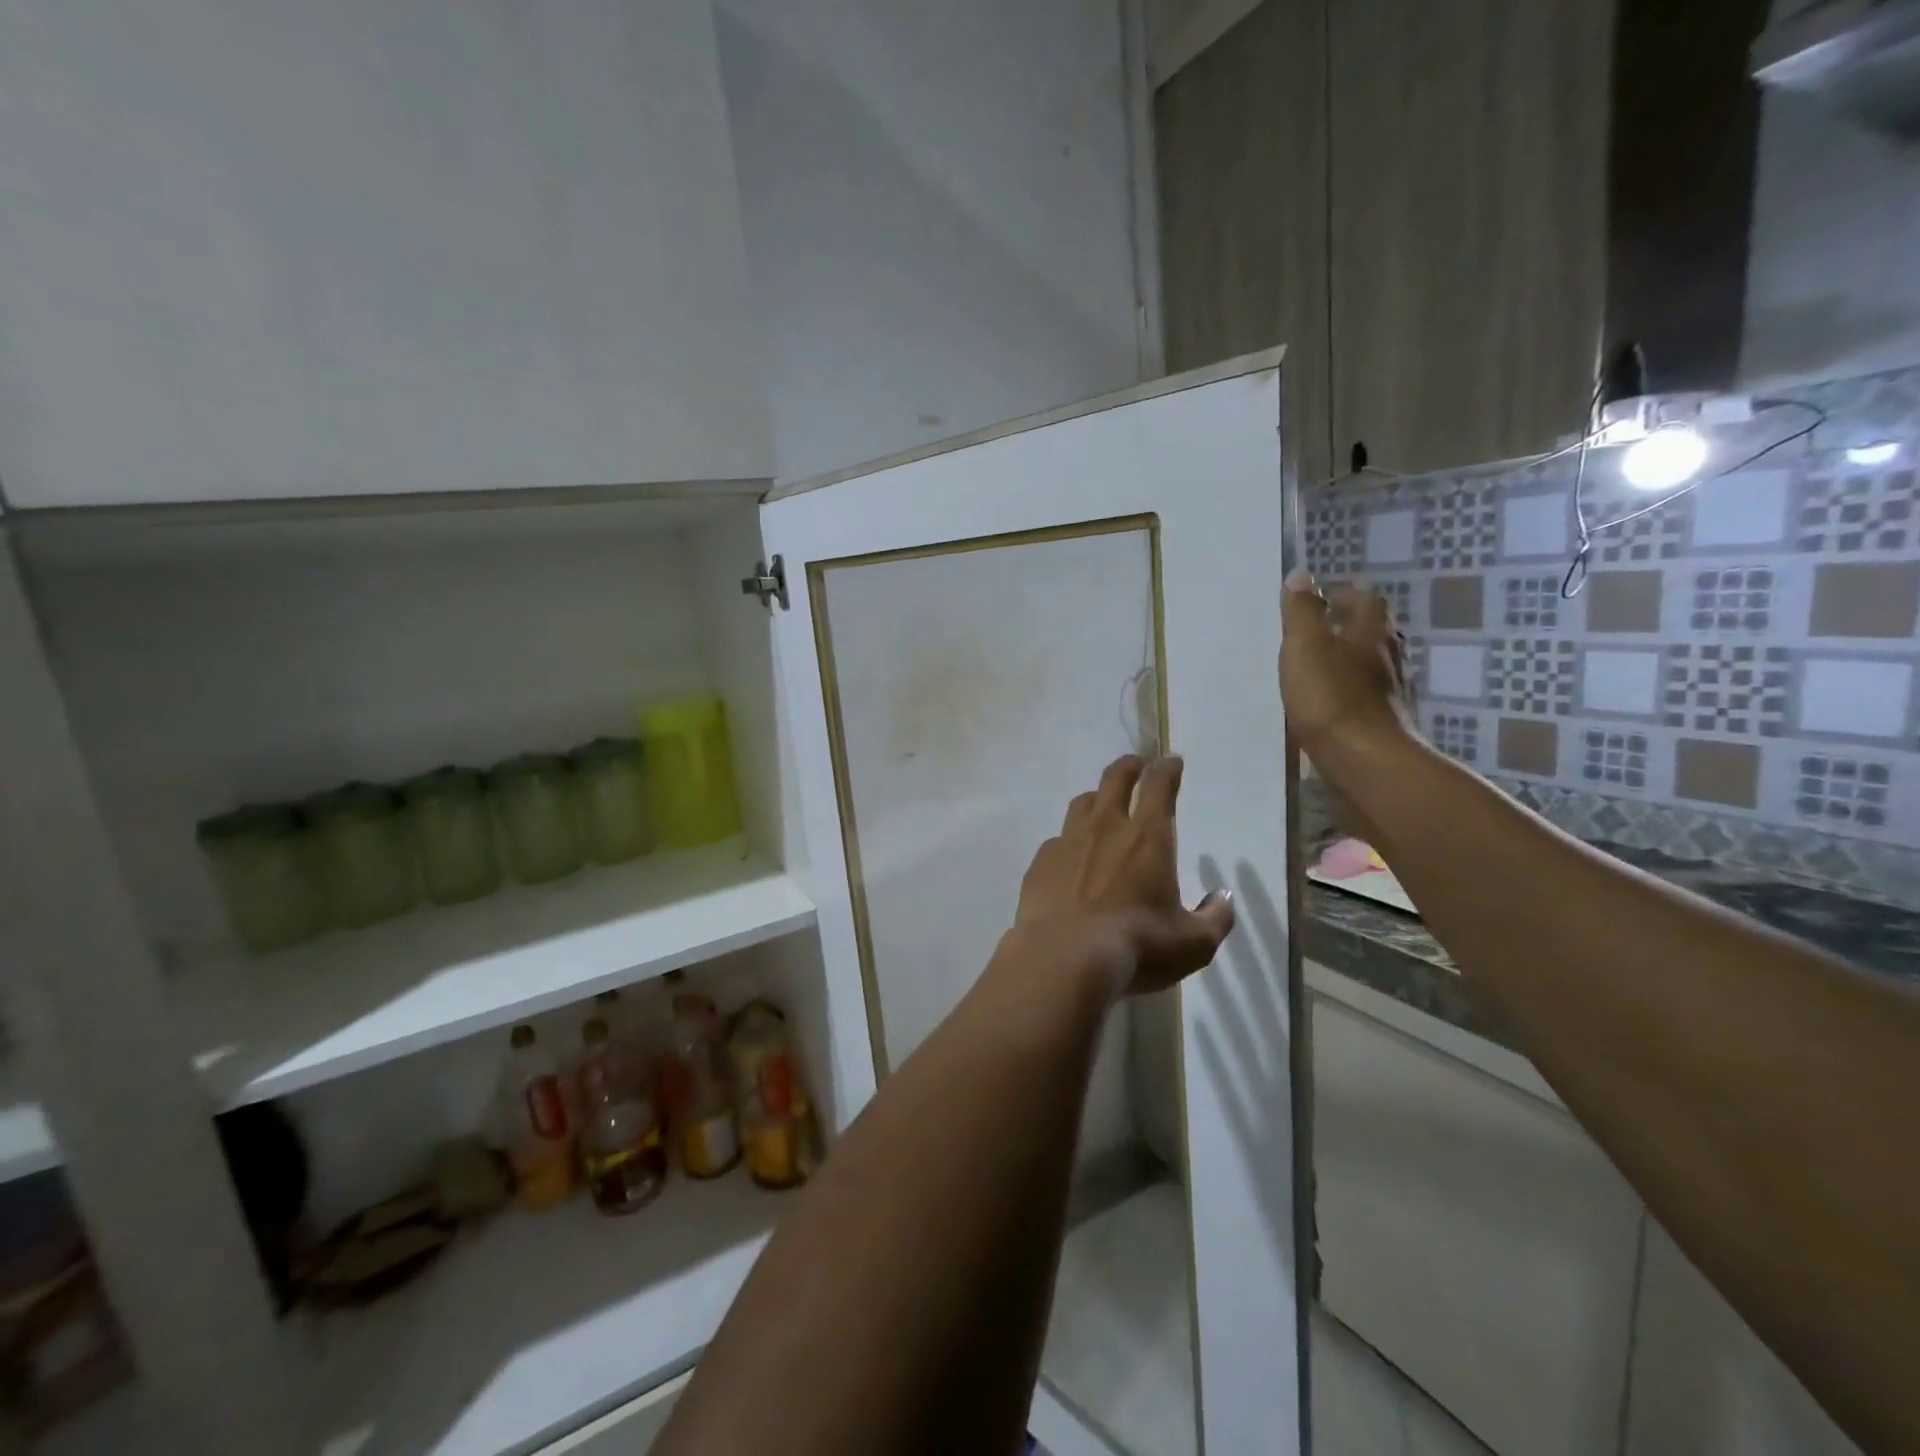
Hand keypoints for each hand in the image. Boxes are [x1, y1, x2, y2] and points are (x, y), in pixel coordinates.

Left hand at [1004, 754, 1234, 998]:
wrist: (1063, 959)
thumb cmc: (1137, 947)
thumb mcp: (1192, 944)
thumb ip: (1215, 918)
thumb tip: (1223, 898)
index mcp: (1147, 838)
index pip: (1159, 786)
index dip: (1167, 769)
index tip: (1171, 761)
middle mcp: (1106, 828)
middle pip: (1115, 779)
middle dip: (1130, 766)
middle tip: (1137, 764)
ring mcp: (1067, 842)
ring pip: (1082, 804)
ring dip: (1096, 798)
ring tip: (1101, 805)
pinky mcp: (1040, 863)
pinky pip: (1057, 841)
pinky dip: (1069, 842)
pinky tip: (1070, 860)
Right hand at [1280, 570, 1415, 764]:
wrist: (1362, 760)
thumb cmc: (1330, 696)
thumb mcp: (1305, 646)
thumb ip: (1301, 611)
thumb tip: (1301, 574)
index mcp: (1371, 632)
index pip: (1366, 600)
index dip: (1345, 596)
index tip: (1322, 601)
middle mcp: (1388, 657)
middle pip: (1372, 632)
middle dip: (1348, 628)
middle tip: (1316, 632)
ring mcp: (1389, 692)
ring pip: (1370, 665)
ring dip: (1348, 661)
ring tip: (1317, 667)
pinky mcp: (1381, 722)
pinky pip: (1364, 696)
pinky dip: (1347, 692)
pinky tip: (1326, 703)